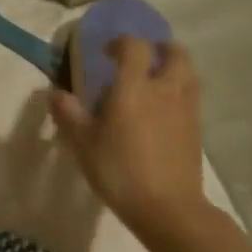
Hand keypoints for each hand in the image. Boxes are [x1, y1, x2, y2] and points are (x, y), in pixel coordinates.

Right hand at [50, 37, 207, 233]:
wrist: (168, 208)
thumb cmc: (120, 172)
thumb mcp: (83, 145)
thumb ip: (69, 114)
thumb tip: (54, 92)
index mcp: (134, 88)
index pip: (135, 47)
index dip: (121, 42)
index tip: (107, 52)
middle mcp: (164, 90)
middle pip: (175, 53)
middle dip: (160, 47)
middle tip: (142, 57)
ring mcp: (186, 109)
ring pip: (189, 73)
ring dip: (174, 67)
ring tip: (156, 80)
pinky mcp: (197, 128)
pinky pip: (191, 96)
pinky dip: (180, 91)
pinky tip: (164, 110)